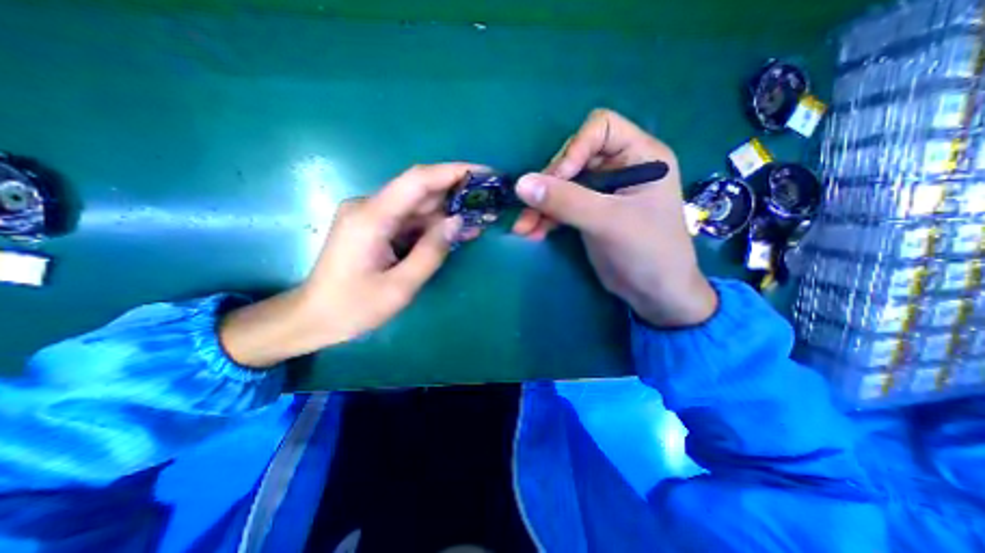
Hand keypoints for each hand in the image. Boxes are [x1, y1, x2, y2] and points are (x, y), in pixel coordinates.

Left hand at [218, 162, 480, 366]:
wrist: (313, 318)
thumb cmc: (353, 308)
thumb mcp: (400, 287)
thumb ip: (431, 252)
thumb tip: (458, 222)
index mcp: (372, 217)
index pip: (418, 180)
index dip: (453, 172)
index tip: (485, 173)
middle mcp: (370, 207)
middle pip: (420, 190)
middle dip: (457, 193)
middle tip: (490, 200)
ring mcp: (371, 216)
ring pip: (418, 206)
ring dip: (448, 211)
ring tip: (481, 217)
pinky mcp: (375, 227)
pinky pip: (410, 220)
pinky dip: (434, 225)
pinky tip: (457, 231)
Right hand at [517, 107, 716, 327]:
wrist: (655, 294)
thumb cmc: (647, 252)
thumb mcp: (608, 222)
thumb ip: (565, 201)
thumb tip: (521, 184)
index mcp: (640, 155)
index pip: (601, 128)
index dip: (575, 148)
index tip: (560, 178)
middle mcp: (620, 167)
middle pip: (573, 158)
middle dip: (549, 184)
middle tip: (530, 208)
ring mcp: (602, 192)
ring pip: (562, 185)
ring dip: (540, 205)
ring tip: (522, 228)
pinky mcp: (590, 212)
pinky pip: (561, 206)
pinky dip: (545, 218)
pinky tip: (531, 233)